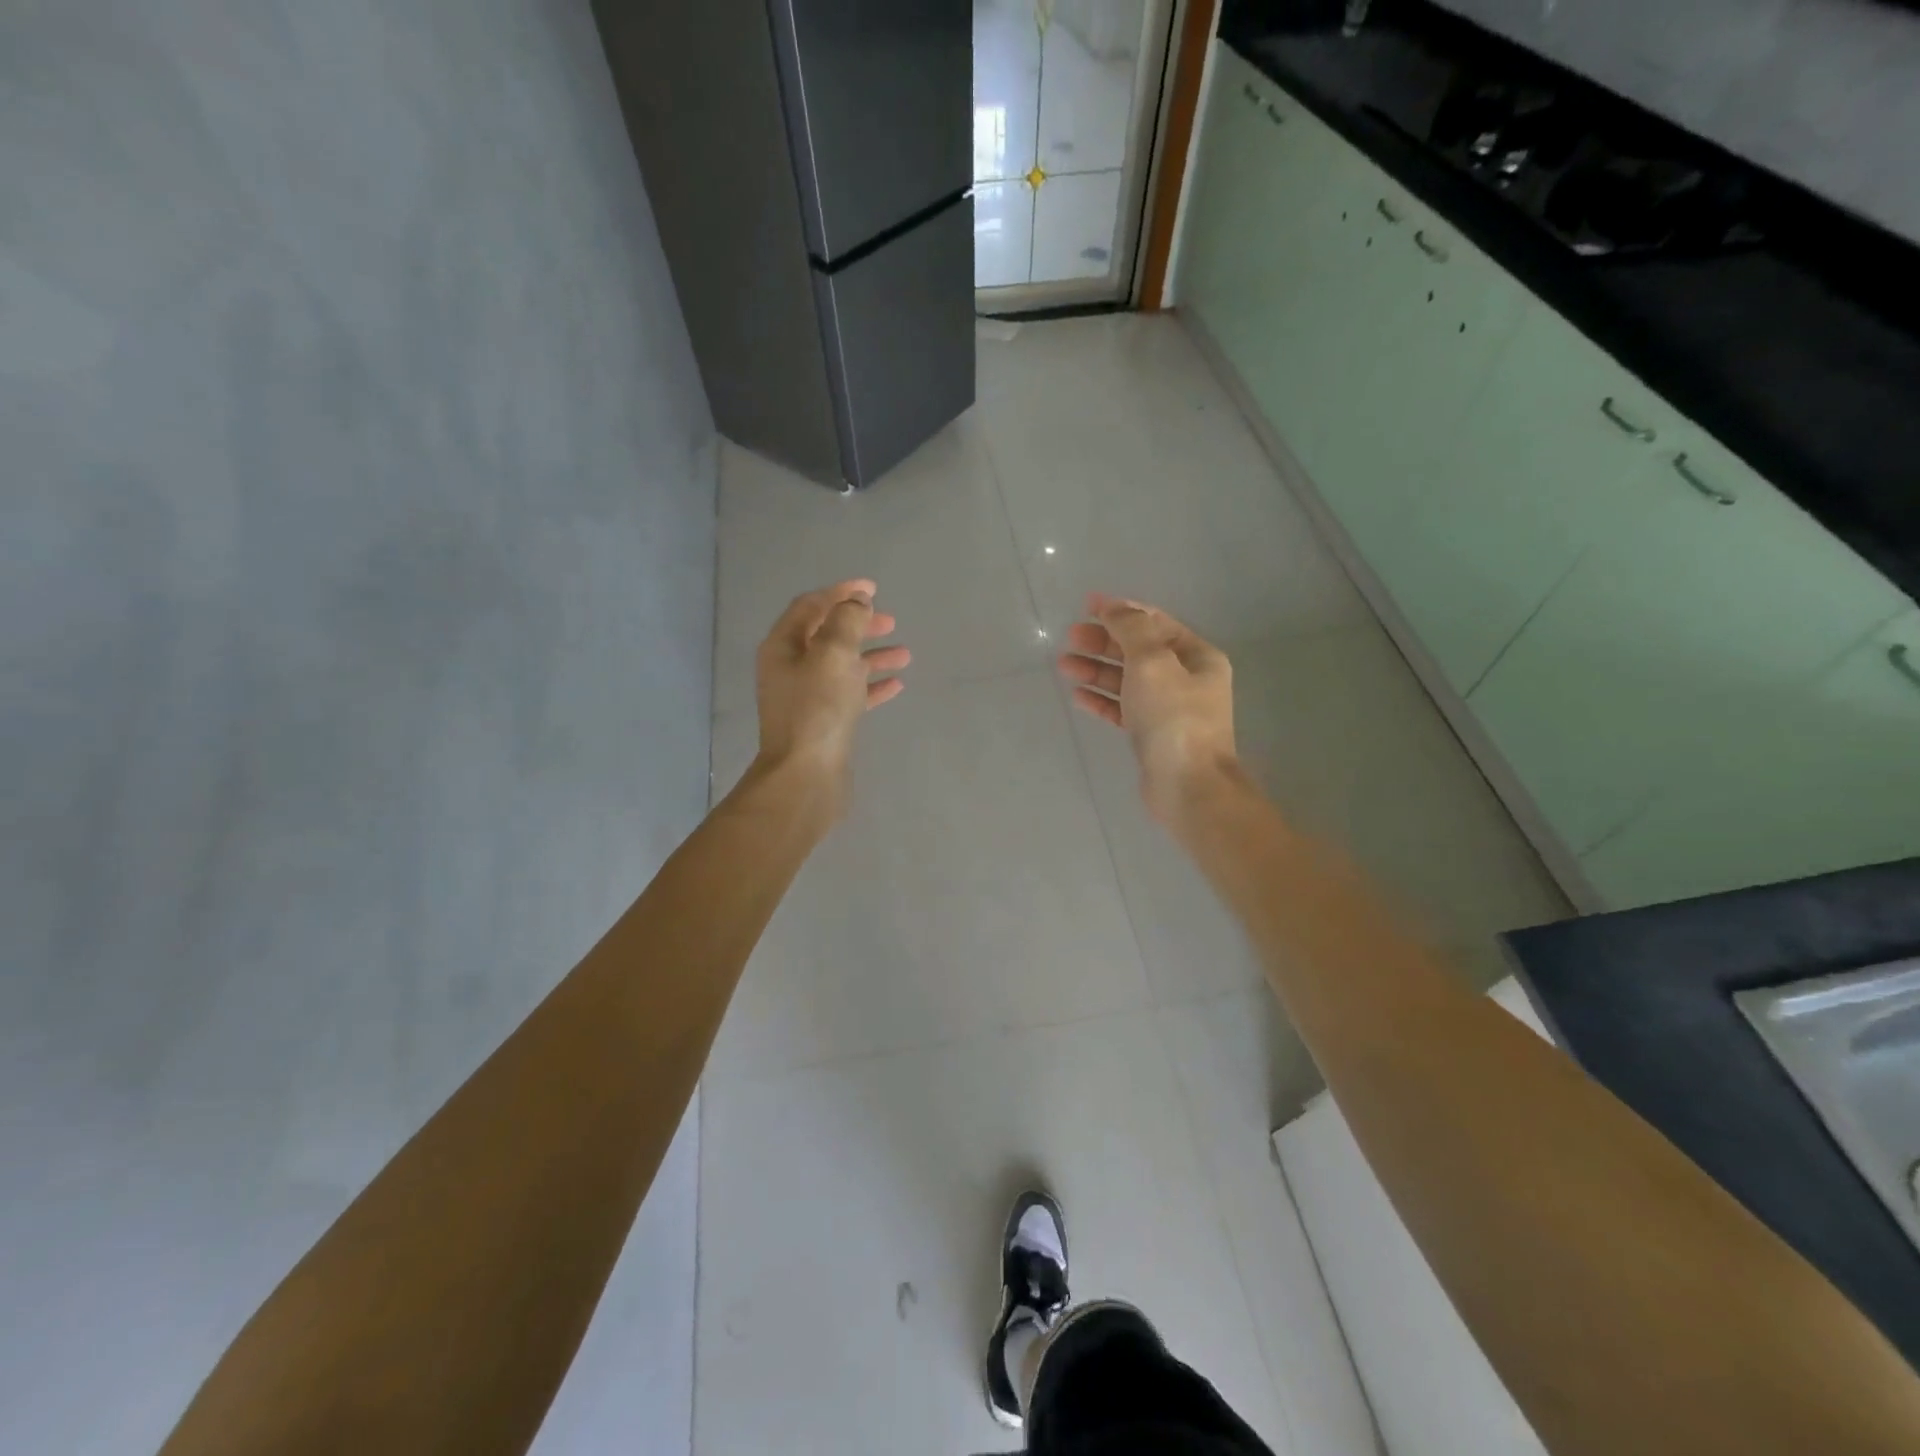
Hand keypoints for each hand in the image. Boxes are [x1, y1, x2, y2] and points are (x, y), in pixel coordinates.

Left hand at [754, 578, 909, 797]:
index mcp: (783, 647)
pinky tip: (897, 685)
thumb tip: (856, 603)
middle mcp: (790, 669)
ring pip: (843, 666)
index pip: (811, 606)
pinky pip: (851, 695)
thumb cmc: (817, 709)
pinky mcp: (824, 723)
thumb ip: (847, 620)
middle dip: (859, 624)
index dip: (841, 592)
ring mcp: (807, 698)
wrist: (806, 776)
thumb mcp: (833, 653)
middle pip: (827, 635)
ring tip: (905, 654)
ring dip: (872, 656)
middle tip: (891, 621)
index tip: (873, 588)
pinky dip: (872, 686)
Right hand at [1058, 593, 1237, 823]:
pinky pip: (1123, 708)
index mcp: (1197, 656)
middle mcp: (1187, 679)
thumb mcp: (1152, 662)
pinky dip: (1102, 699)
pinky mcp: (1152, 735)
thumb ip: (1131, 629)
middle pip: (1139, 650)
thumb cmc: (1173, 718)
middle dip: (1104, 641)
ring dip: (1097, 669)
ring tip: (1064, 664)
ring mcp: (1169, 709)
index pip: (1155, 622)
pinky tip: (1078, 695)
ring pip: (1127, 680)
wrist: (1188, 786)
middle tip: (1070, 636)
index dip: (1121, 610)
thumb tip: (1113, 608)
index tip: (1087, 604)